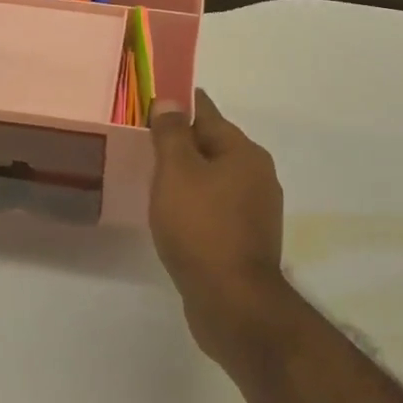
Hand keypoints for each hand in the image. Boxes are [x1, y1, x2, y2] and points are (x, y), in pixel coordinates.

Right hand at [149, 89, 287, 357]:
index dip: (180, 105)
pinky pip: (217, 208)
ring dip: (189, 176)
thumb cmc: (201, 227)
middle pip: (213, 146)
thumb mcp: (177, 171)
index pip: (207, 113)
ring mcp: (256, 210)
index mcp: (244, 152)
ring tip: (154, 180)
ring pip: (215, 179)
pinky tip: (175, 215)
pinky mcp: (247, 240)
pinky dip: (197, 204)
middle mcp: (257, 175)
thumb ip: (172, 133)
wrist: (232, 301)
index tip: (154, 103)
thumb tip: (171, 100)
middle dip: (183, 142)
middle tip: (145, 143)